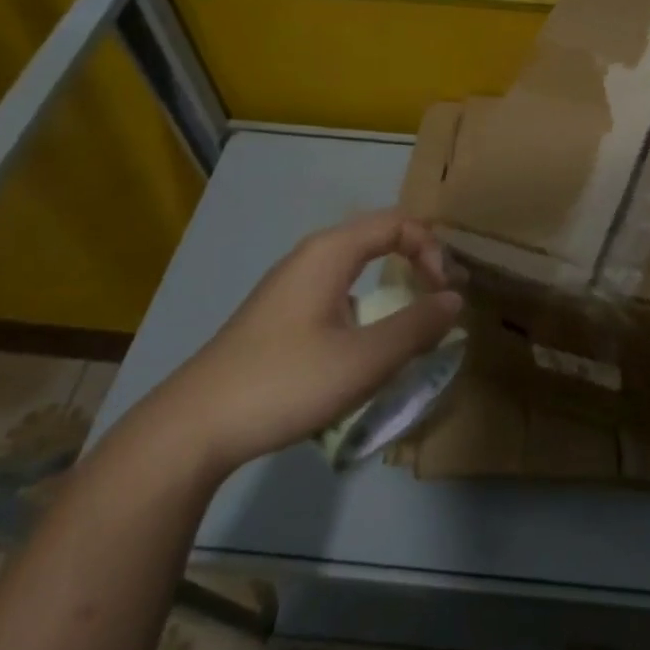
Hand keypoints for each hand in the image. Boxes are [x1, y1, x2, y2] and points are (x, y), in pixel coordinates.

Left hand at [141, 210, 462, 477]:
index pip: (397, 223)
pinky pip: (337, 291)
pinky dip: (367, 303)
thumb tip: (454, 299)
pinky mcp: (279, 315)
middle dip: (417, 259)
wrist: (195, 426)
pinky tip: (366, 345)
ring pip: (355, 266)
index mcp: (329, 253)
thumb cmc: (286, 382)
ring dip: (392, 283)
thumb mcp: (365, 359)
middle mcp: (309, 258)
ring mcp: (290, 286)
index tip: (446, 292)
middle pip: (376, 237)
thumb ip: (416, 326)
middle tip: (441, 296)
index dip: (432, 249)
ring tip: (413, 321)